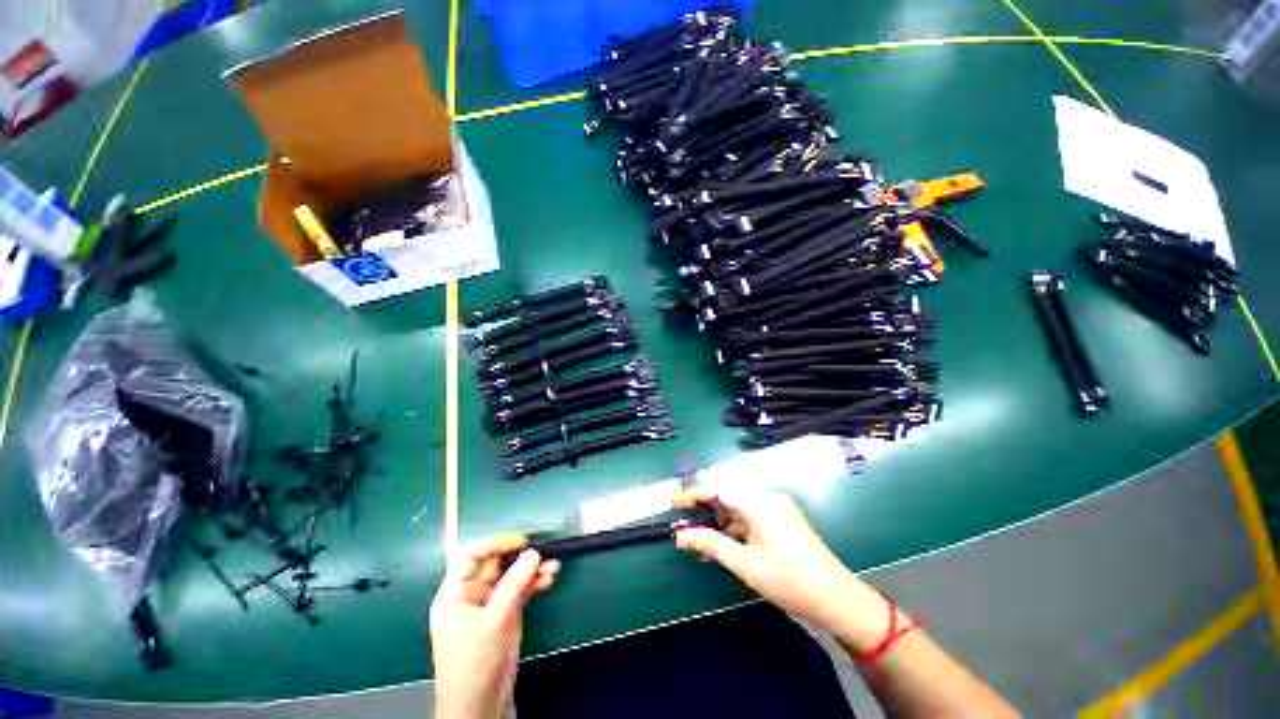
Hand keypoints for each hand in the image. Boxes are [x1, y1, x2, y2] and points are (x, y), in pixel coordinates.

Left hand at [429, 535, 560, 718]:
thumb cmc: (474, 664)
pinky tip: (549, 578)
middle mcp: (472, 595)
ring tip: (552, 567)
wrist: (480, 705)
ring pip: (512, 576)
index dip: (492, 544)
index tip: (518, 541)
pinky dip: (534, 583)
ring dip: (532, 570)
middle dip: (519, 557)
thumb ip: (513, 585)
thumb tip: (532, 553)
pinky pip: (521, 590)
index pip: (469, 557)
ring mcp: (490, 604)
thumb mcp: (493, 621)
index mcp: (455, 594)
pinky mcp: (505, 614)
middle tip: (541, 552)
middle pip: (495, 564)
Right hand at [674, 485, 895, 651]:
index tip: (674, 503)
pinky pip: (751, 513)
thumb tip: (681, 536)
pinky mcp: (783, 518)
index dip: (694, 493)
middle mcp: (768, 497)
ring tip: (700, 531)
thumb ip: (711, 545)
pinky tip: (725, 538)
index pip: (719, 488)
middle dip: (705, 503)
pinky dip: (735, 523)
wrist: (838, 599)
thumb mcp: (745, 564)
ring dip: (719, 515)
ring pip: (740, 503)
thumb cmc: (789, 582)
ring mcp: (778, 507)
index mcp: (759, 503)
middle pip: (729, 492)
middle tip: (684, 517)